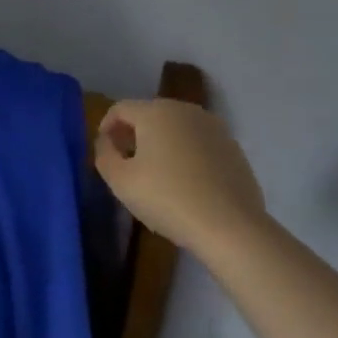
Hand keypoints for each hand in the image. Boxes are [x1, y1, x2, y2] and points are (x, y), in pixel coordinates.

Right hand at [94, 99, 267, 258]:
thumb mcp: (120, 181)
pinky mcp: (234, 149)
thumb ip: (104, 154)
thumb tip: (107, 142)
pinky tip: (187, 184)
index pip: (120, 109)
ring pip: (176, 129)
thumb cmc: (168, 199)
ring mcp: (214, 128)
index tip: (105, 151)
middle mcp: (185, 110)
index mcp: (155, 112)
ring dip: (162, 144)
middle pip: (149, 115)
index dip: (106, 127)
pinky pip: (199, 144)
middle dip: (134, 134)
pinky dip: (187, 155)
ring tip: (158, 174)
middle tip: (128, 162)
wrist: (231, 228)